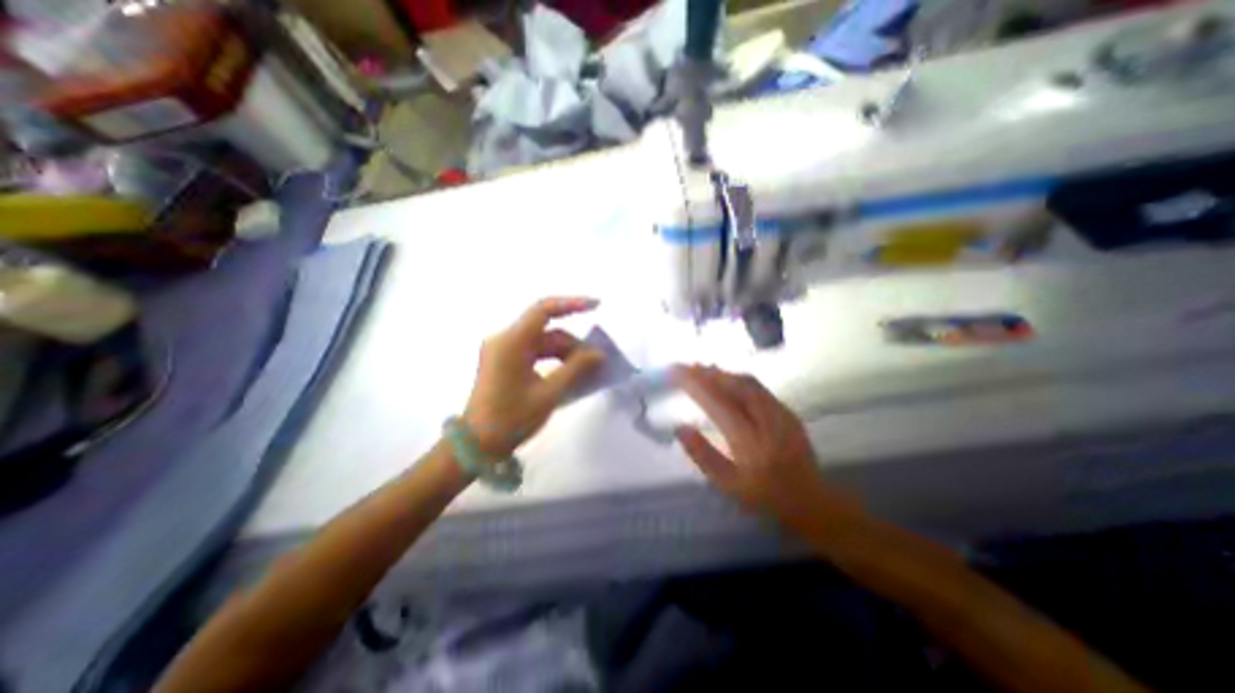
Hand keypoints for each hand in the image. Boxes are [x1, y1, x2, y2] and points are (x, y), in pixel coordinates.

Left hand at [459, 295, 605, 456]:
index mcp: (512, 342)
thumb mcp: (549, 394)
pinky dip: (553, 360)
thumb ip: (575, 369)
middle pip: (547, 331)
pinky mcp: (504, 361)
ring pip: (543, 343)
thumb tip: (598, 354)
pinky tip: (568, 375)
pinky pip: (535, 353)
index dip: (572, 304)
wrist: (477, 444)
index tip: (596, 305)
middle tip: (596, 363)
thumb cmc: (511, 419)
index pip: (543, 310)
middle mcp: (505, 340)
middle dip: (573, 345)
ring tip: (585, 373)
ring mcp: (503, 350)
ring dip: (565, 355)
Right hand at [674, 368, 859, 524]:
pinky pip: (757, 387)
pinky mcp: (787, 410)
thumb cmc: (763, 496)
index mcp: (748, 441)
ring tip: (700, 369)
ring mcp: (780, 412)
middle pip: (734, 385)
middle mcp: (766, 420)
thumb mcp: (727, 484)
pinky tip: (725, 379)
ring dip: (721, 373)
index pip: (717, 402)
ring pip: (747, 382)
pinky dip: (736, 378)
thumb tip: (680, 428)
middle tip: (685, 367)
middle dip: (706, 372)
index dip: (695, 384)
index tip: (675, 373)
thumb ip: (702, 455)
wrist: (810, 500)